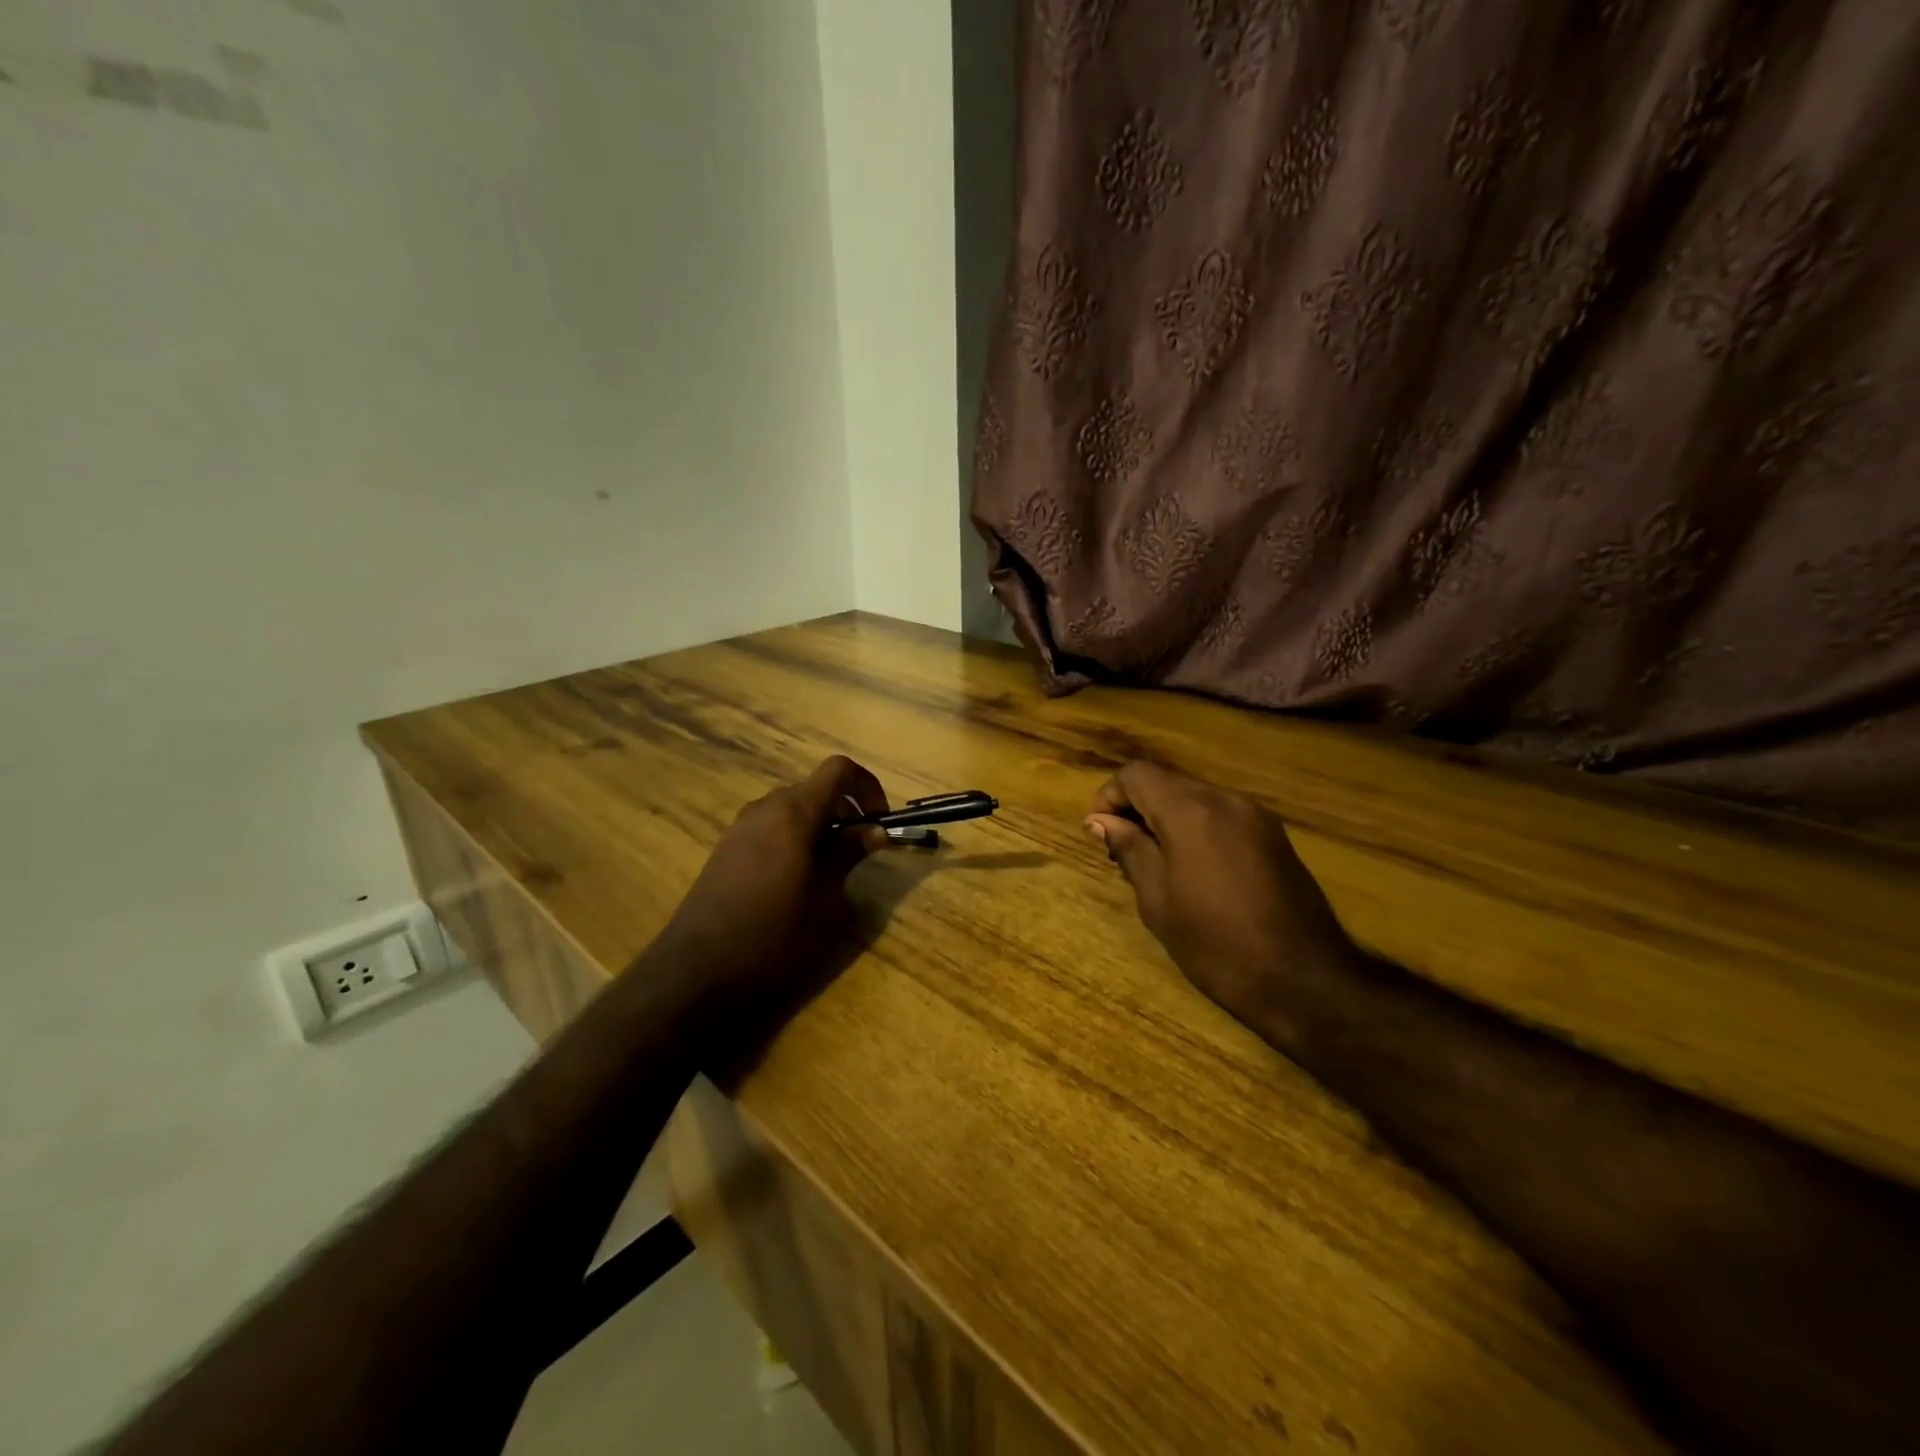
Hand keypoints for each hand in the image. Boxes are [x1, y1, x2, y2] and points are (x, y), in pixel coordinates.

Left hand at [657, 755, 890, 1004]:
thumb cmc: (775, 934)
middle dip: (845, 810)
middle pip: (815, 788)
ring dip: (820, 825)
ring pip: (792, 808)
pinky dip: (794, 837)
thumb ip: (849, 855)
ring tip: (829, 868)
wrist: (698, 968)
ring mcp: (741, 826)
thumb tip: (874, 830)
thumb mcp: (826, 900)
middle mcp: (766, 808)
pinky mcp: (727, 847)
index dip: (868, 786)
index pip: (839, 770)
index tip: (879, 820)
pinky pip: (771, 826)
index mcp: (795, 813)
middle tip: (860, 850)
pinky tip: (795, 879)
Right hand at [1085, 762, 1359, 1048]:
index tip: (1102, 835)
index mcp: (1190, 811)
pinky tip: (1195, 869)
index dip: (1110, 797)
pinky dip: (1196, 827)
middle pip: (1167, 781)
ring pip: (1195, 796)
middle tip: (1125, 853)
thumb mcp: (1157, 900)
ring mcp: (1254, 815)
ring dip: (1167, 817)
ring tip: (1158, 864)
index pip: (1137, 774)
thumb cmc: (1216, 943)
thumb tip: (1100, 821)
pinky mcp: (1273, 834)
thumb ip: (1129, 849)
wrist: (1304, 979)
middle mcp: (1224, 799)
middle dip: (1137, 807)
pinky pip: (1221, 814)